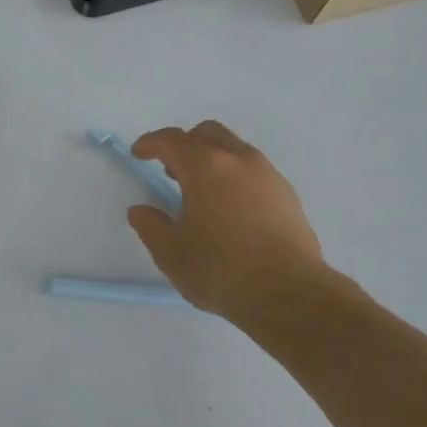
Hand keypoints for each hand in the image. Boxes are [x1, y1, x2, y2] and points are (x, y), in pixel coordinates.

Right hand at [127, 121, 330, 320]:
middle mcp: (238, 160)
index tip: (138, 153)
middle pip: (207, 133)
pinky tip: (230, 208)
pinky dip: (235, 176)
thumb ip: (151, 226)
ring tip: (201, 191)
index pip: (171, 141)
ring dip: (212, 159)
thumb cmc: (220, 270)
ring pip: (234, 149)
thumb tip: (140, 211)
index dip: (150, 143)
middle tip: (170, 171)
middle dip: (184, 144)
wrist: (288, 292)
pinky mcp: (287, 195)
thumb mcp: (171, 253)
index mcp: (204, 167)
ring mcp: (268, 175)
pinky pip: (254, 171)